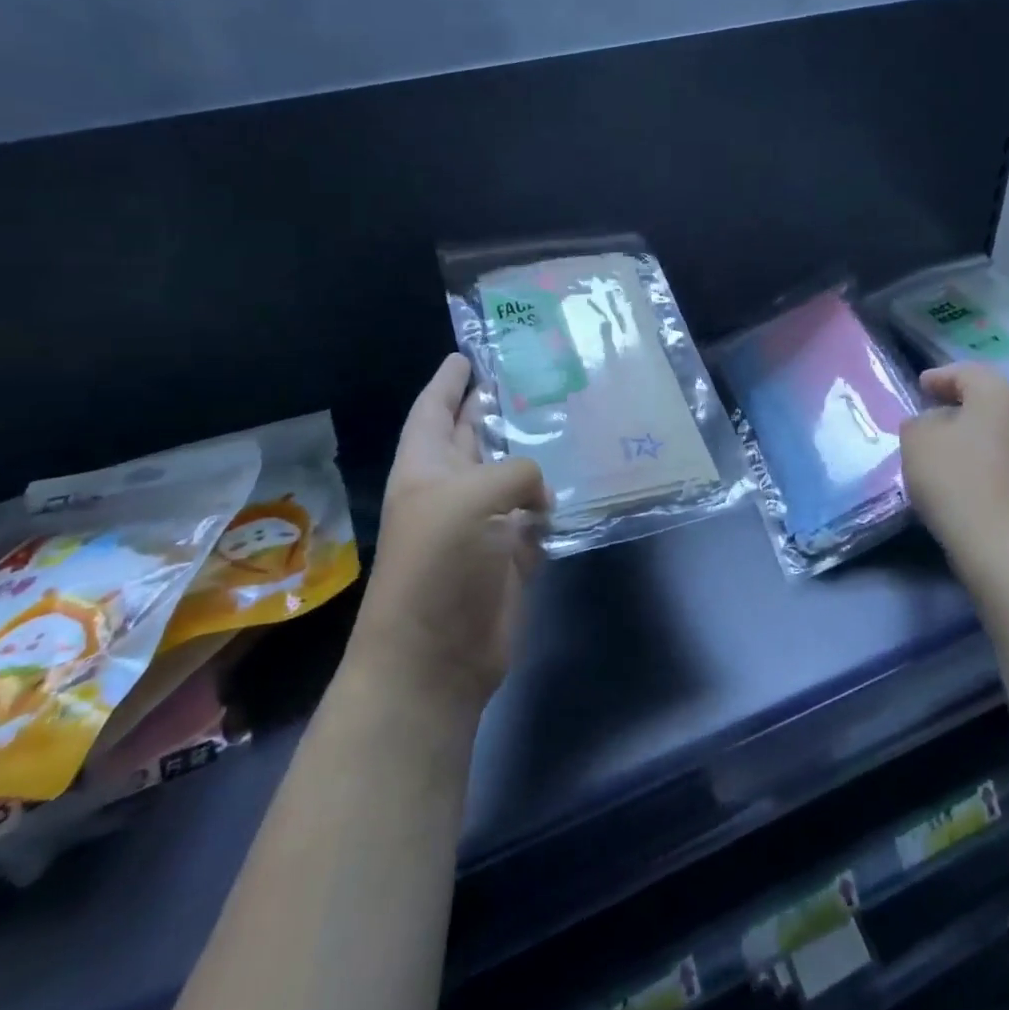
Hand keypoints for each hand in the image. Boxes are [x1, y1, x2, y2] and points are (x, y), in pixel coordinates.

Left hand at [351, 353, 549, 716]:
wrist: (436, 656)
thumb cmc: (438, 565)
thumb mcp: (469, 499)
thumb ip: (515, 473)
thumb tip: (541, 496)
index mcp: (426, 468)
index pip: (433, 410)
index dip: (448, 381)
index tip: (467, 353)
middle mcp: (453, 489)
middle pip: (475, 435)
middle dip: (496, 405)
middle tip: (532, 372)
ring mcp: (484, 522)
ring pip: (513, 473)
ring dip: (535, 450)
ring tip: (569, 416)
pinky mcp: (512, 553)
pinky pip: (539, 514)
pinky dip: (556, 499)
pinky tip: (582, 477)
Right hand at [901, 363, 1008, 583]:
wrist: (1002, 543)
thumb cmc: (955, 478)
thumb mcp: (917, 439)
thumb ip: (920, 421)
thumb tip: (933, 424)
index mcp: (1000, 394)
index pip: (967, 372)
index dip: (940, 377)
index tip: (920, 387)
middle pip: (988, 399)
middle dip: (958, 404)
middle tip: (930, 412)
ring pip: (998, 429)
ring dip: (971, 433)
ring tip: (943, 446)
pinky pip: (1004, 457)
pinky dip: (982, 457)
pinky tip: (962, 473)